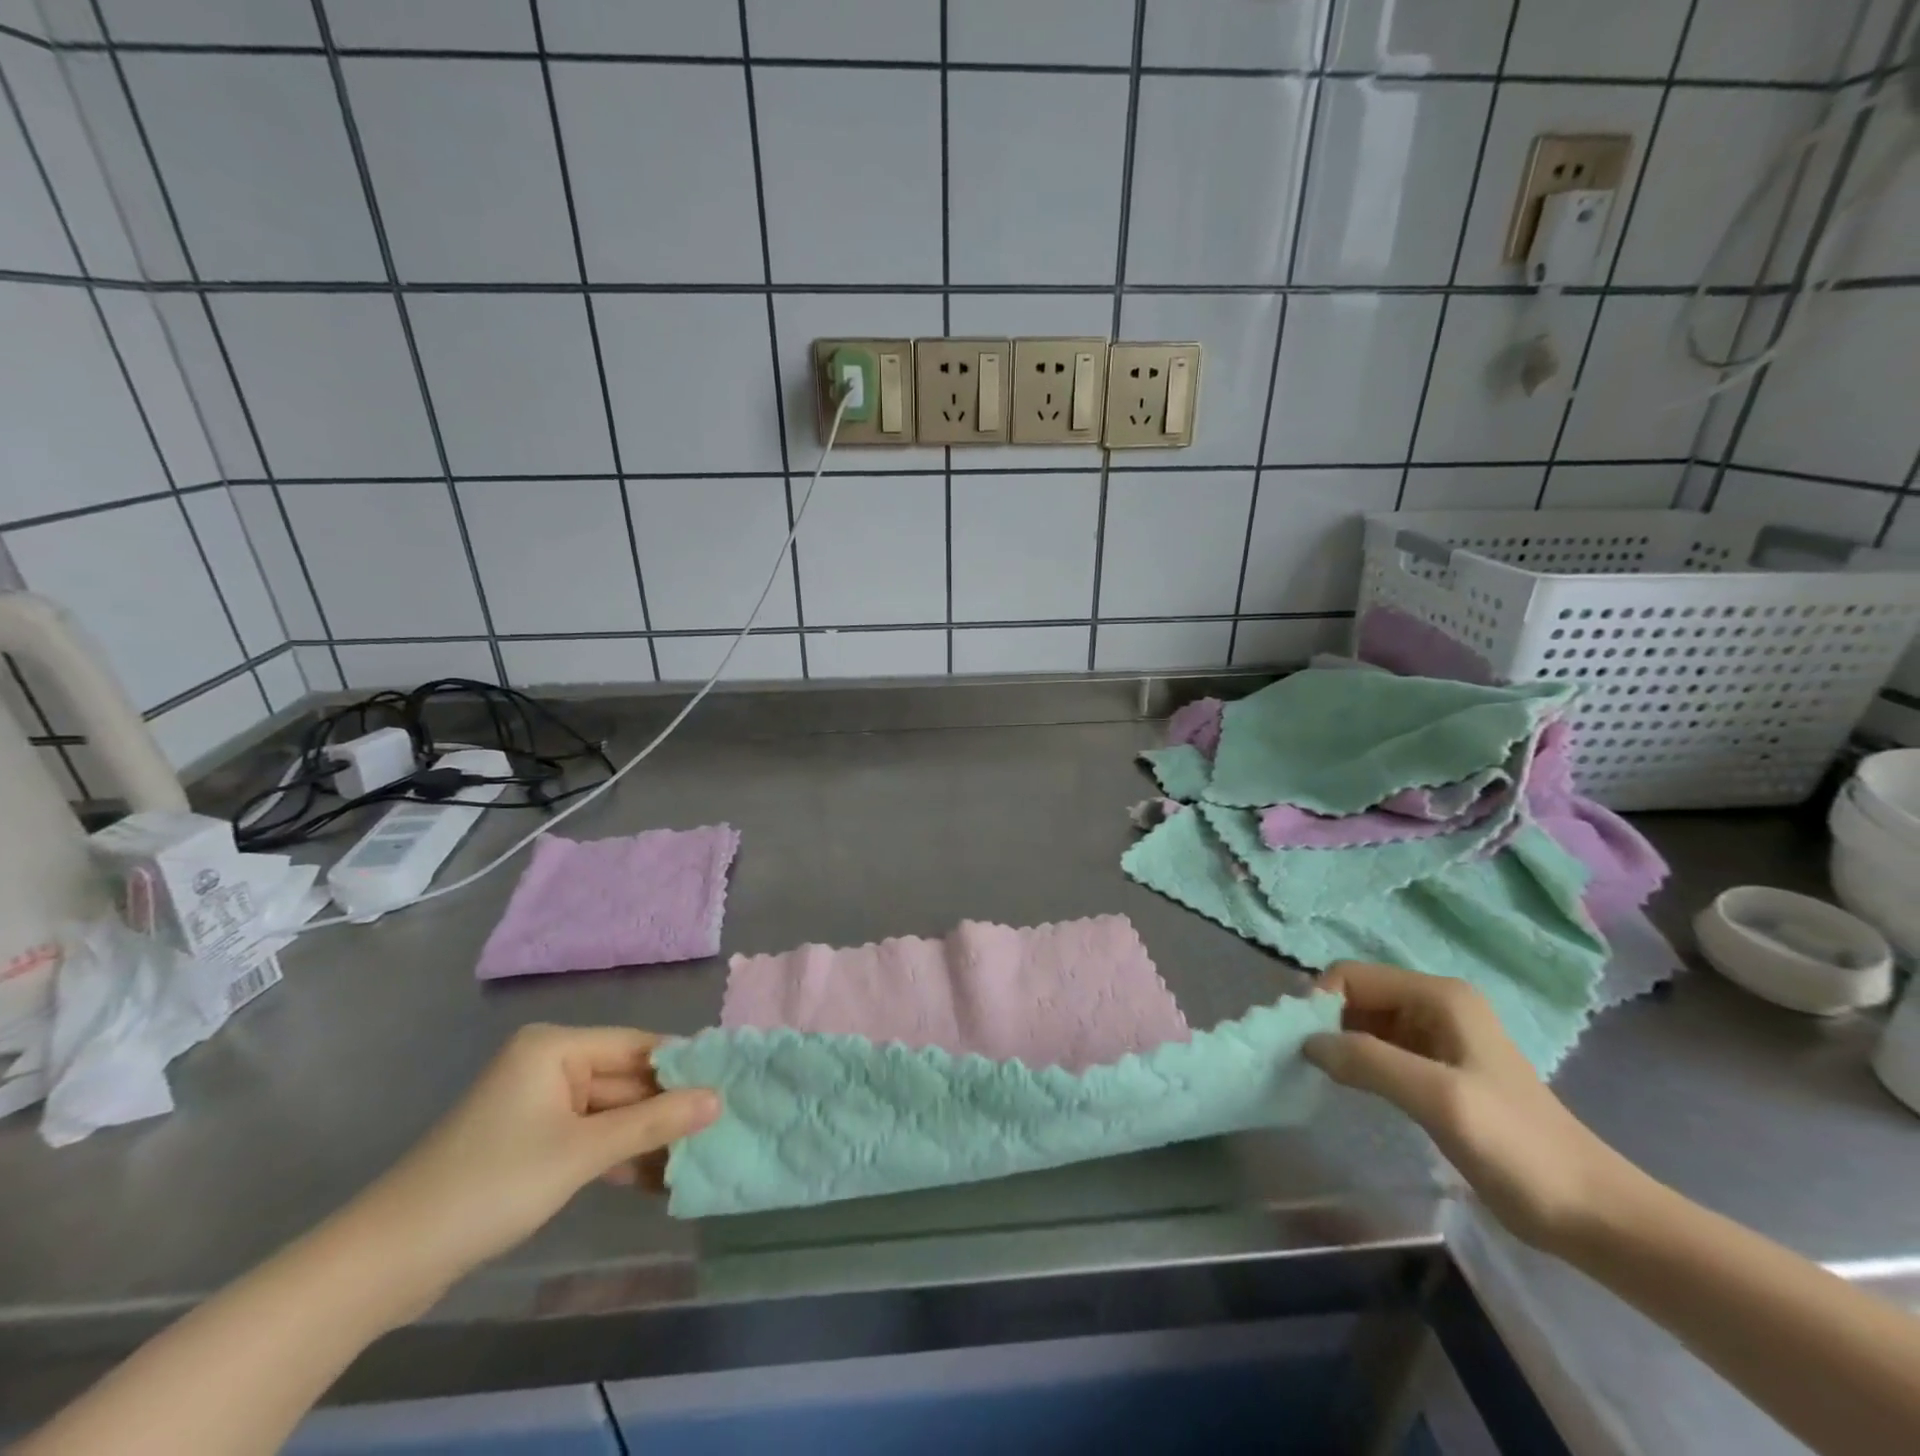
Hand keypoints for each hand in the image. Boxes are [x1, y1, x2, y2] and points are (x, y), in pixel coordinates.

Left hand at [349, 1025, 719, 1293]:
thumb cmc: (492, 1184)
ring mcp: (538, 1104)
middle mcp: (549, 1064)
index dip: (683, 1066)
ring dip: (645, 1137)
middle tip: (719, 1129)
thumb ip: (654, 1122)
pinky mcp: (530, 1142)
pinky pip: (588, 1137)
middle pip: (625, 1080)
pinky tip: (655, 1178)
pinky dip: (616, 1155)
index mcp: (556, 1046)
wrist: (388, 1259)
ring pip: (610, 1113)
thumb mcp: (582, 1152)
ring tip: (696, 1157)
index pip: (638, 1045)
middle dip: (666, 1109)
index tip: (728, 1085)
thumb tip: (718, 1099)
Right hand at [1305, 961, 1627, 1251]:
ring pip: (1364, 1021)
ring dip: (1339, 1042)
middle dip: (1326, 1021)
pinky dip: (1358, 1061)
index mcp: (1438, 995)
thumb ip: (1368, 1061)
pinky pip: (1380, 1047)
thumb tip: (1305, 1042)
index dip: (1320, 1002)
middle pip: (1356, 995)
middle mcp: (1436, 1003)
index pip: (1352, 976)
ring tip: (1326, 1077)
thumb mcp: (1438, 1098)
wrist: (1591, 1212)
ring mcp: (1439, 1035)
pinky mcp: (1438, 1067)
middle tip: (1308, 1063)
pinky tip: (1353, 1087)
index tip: (1304, 1045)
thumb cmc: (1516, 1147)